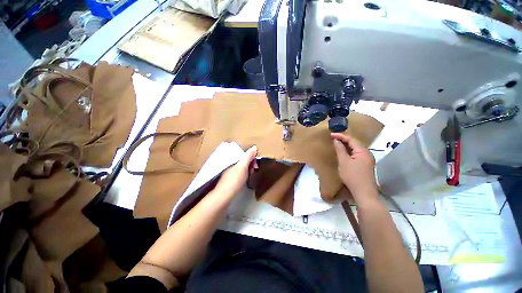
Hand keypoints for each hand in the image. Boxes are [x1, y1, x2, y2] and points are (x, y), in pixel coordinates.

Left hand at [214, 145, 257, 196]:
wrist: (224, 196)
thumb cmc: (235, 180)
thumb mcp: (243, 166)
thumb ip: (248, 156)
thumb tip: (254, 147)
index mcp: (232, 159)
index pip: (243, 153)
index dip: (251, 156)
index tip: (256, 163)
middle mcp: (230, 163)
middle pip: (243, 160)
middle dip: (250, 163)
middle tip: (255, 169)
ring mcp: (229, 171)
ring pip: (241, 166)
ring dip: (248, 168)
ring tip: (251, 174)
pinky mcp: (230, 178)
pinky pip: (239, 172)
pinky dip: (244, 173)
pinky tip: (246, 178)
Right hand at [331, 133, 377, 203]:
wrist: (364, 193)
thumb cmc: (352, 176)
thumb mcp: (344, 162)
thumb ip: (340, 149)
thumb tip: (336, 140)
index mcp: (363, 151)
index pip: (351, 139)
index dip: (340, 136)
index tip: (331, 134)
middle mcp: (367, 153)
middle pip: (354, 143)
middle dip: (344, 139)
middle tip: (333, 138)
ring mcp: (367, 159)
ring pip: (355, 149)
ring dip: (346, 145)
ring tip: (337, 143)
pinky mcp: (365, 165)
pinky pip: (356, 154)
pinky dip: (349, 151)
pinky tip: (343, 153)